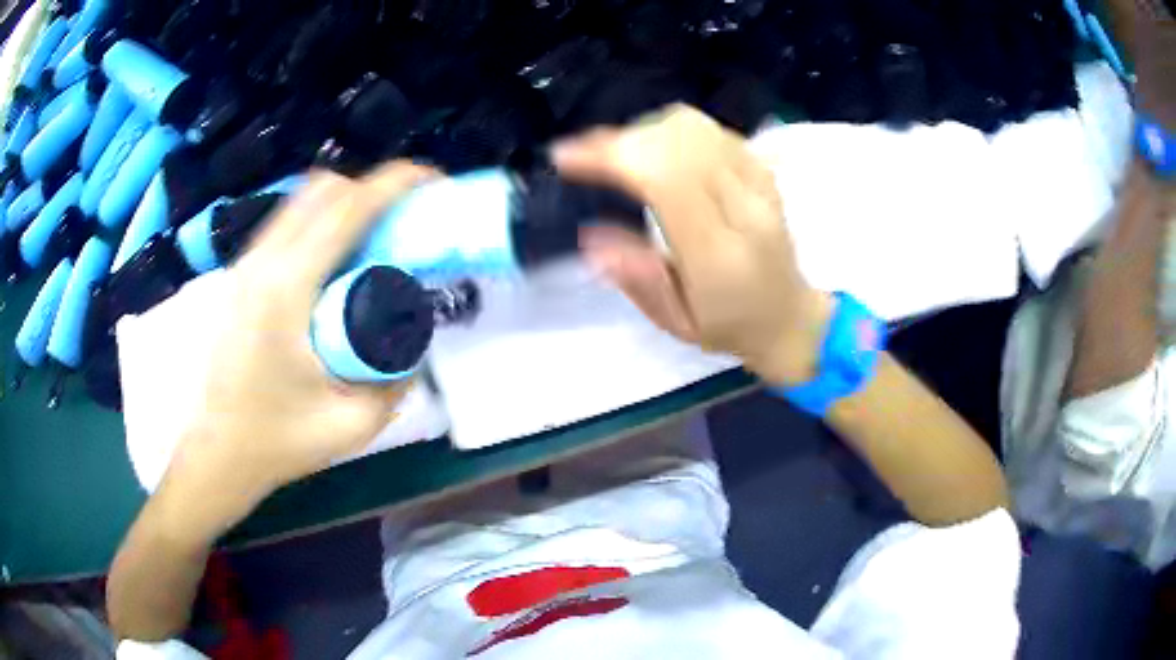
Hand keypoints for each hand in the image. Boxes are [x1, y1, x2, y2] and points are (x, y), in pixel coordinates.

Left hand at [162, 162, 437, 535]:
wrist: (216, 452)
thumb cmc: (277, 441)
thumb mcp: (353, 423)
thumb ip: (396, 379)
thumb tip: (414, 341)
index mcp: (286, 291)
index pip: (345, 209)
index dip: (394, 183)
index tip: (431, 180)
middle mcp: (261, 263)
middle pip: (323, 189)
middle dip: (372, 187)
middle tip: (406, 215)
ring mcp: (245, 265)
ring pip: (300, 200)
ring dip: (344, 202)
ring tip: (375, 235)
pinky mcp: (239, 275)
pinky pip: (286, 223)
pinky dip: (320, 220)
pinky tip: (335, 260)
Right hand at [553, 104, 830, 385]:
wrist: (790, 317)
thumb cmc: (730, 327)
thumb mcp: (676, 323)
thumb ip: (636, 279)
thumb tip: (590, 237)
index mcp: (720, 254)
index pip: (664, 179)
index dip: (610, 156)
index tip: (565, 157)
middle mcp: (744, 207)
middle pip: (676, 140)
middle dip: (619, 140)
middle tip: (586, 157)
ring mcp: (759, 183)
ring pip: (693, 127)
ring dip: (644, 131)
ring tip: (619, 155)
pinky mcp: (763, 170)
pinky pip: (711, 129)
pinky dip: (672, 130)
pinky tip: (657, 150)